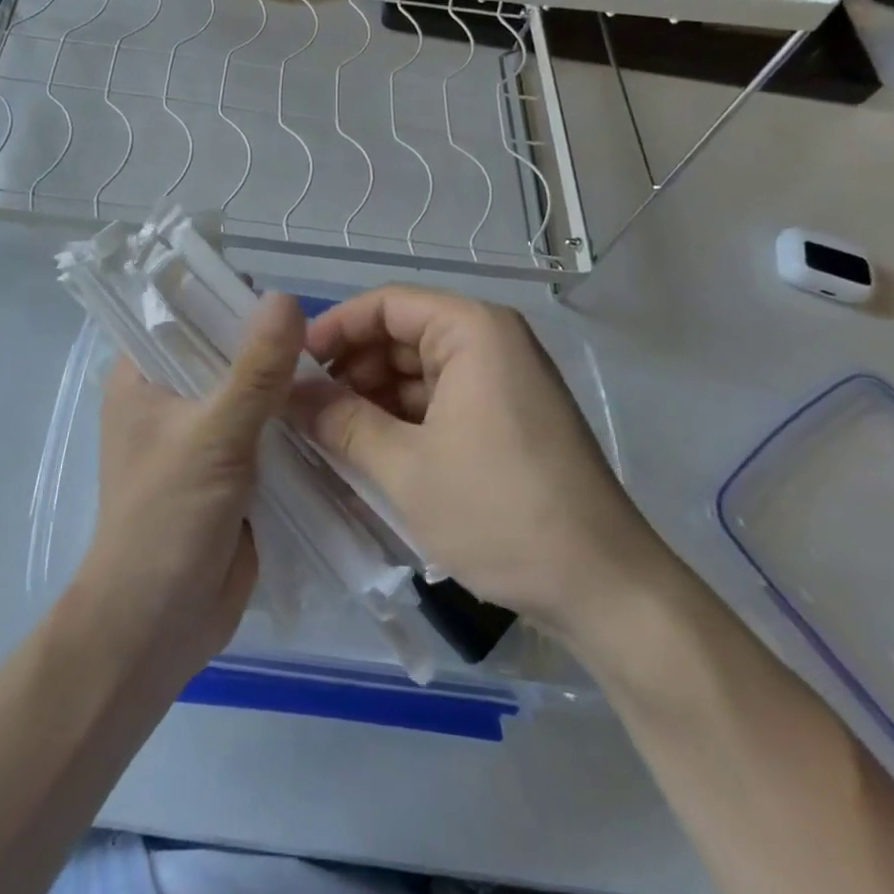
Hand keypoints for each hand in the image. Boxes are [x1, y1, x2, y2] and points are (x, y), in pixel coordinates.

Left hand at [74, 293, 303, 684]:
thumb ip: (255, 369)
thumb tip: (288, 298)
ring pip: (250, 391)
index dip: (227, 296)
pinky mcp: (231, 470)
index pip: (182, 313)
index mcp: (142, 376)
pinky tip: (336, 408)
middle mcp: (169, 397)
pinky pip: (267, 431)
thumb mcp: (213, 435)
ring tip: (342, 362)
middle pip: (223, 351)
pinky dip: (295, 423)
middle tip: (327, 330)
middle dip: (270, 343)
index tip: (283, 292)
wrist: (157, 628)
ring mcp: (202, 435)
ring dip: (288, 384)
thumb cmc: (166, 520)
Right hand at [300, 285, 674, 650]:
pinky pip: (440, 401)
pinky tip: (368, 453)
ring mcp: (502, 381)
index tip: (292, 365)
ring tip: (327, 436)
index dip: (334, 328)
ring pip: (417, 372)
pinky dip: (402, 421)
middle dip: (350, 369)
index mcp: (473, 331)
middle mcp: (491, 342)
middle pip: (401, 335)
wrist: (606, 590)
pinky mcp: (506, 417)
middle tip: (303, 408)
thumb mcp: (406, 468)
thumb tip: (288, 394)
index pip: (386, 304)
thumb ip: (340, 422)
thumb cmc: (501, 512)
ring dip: (372, 399)